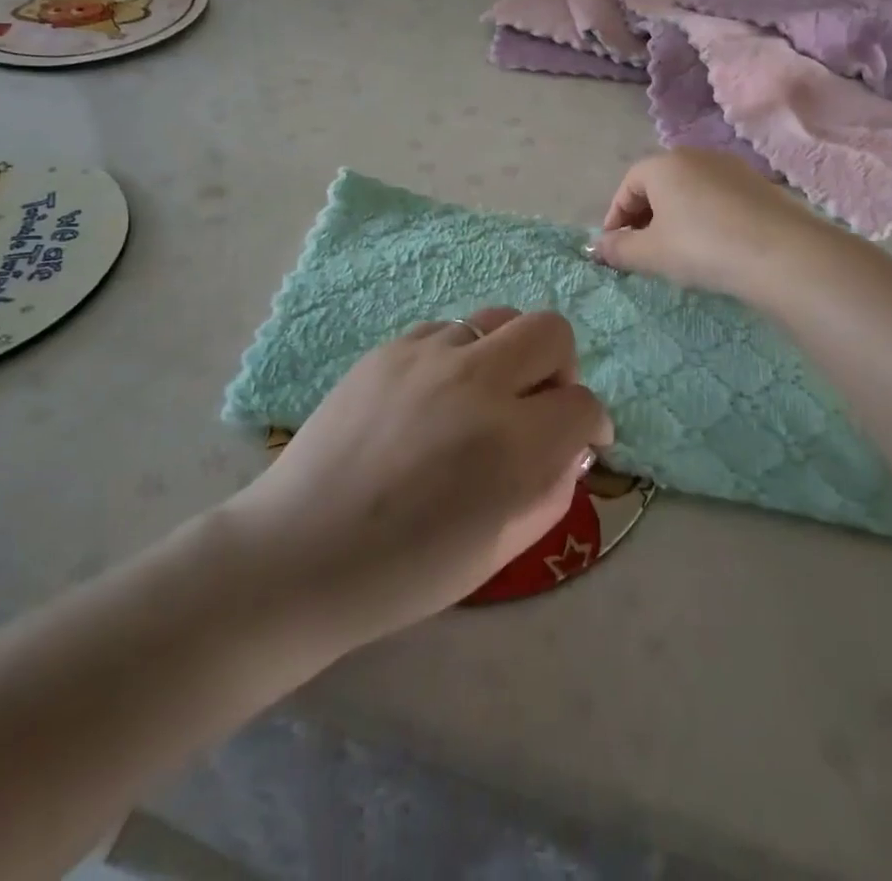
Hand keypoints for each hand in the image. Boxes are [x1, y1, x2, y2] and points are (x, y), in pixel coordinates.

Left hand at [224, 308, 611, 649]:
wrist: (300, 551)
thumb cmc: (405, 571)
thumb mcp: (501, 549)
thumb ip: (552, 491)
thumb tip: (569, 447)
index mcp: (511, 444)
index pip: (583, 403)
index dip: (592, 424)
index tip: (581, 441)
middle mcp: (477, 383)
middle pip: (551, 330)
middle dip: (560, 366)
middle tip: (537, 405)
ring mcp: (428, 356)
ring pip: (498, 320)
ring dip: (506, 357)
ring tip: (481, 398)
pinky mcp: (389, 348)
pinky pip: (447, 331)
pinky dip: (458, 357)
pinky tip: (434, 397)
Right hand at [593, 149, 828, 301]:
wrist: (781, 253)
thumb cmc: (702, 247)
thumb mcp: (651, 254)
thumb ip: (618, 249)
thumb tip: (599, 247)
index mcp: (663, 164)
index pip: (628, 185)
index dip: (615, 217)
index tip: (614, 247)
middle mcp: (696, 155)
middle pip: (659, 183)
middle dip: (644, 216)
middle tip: (643, 249)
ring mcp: (731, 167)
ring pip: (689, 189)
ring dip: (675, 216)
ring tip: (677, 249)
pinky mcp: (759, 184)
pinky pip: (717, 197)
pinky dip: (705, 216)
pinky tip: (713, 245)